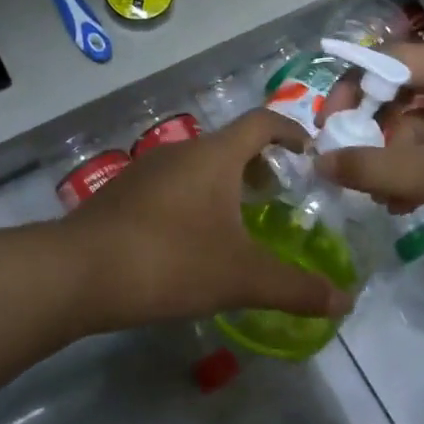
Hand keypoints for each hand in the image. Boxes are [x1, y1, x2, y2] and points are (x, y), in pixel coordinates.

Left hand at [64, 109, 352, 329]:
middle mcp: (181, 152)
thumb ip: (295, 288)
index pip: (262, 122)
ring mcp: (146, 171)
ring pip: (198, 166)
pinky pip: (172, 186)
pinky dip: (194, 200)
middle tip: (279, 197)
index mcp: (214, 156)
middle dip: (260, 165)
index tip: (309, 152)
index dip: (291, 131)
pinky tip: (191, 241)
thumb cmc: (169, 261)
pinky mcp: (122, 195)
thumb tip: (345, 301)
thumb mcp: (241, 277)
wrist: (77, 273)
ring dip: (225, 184)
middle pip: (230, 145)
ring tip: (239, 222)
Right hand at [317, 44, 423, 278]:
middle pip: (406, 94)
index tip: (327, 127)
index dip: (351, 89)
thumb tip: (319, 161)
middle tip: (350, 170)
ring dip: (398, 160)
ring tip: (381, 200)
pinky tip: (409, 205)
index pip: (389, 61)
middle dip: (374, 134)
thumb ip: (372, 168)